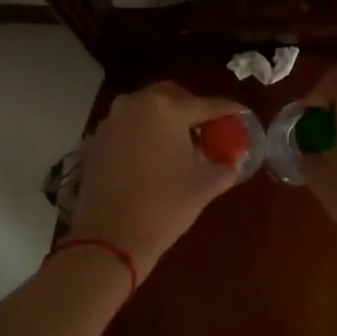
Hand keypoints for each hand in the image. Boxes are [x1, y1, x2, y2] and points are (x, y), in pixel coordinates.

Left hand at [67, 81, 249, 277]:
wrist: (109, 238)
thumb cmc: (164, 207)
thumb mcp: (205, 186)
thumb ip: (225, 165)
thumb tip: (232, 158)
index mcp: (167, 108)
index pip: (207, 104)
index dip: (228, 110)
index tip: (241, 114)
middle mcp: (136, 104)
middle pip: (171, 96)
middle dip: (191, 107)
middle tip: (207, 127)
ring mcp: (111, 120)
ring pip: (145, 108)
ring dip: (164, 119)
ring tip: (179, 142)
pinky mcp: (95, 140)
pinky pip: (126, 127)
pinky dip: (142, 133)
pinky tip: (151, 156)